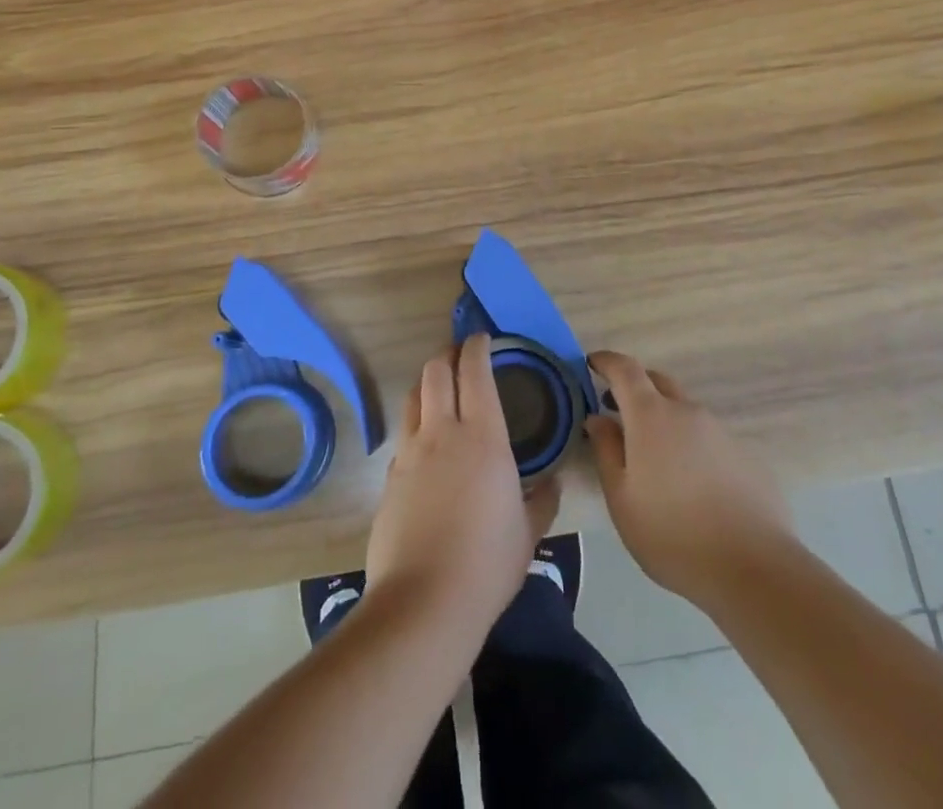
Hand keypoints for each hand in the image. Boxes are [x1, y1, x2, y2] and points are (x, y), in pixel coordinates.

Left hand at [365, 335, 560, 641]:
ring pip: (414, 396)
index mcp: (483, 437)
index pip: (475, 371)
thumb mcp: (528, 533)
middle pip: (436, 371)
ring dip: (428, 382)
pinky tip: (427, 445)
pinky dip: (416, 424)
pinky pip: (404, 435)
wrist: (425, 602)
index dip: (476, 347)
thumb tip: (552, 482)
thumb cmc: (487, 563)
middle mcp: (442, 432)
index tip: (482, 339)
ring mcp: (410, 452)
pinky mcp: (390, 477)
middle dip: (447, 354)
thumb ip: (542, 501)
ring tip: (440, 388)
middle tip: (460, 356)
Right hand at [586, 350, 793, 609]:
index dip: (607, 361)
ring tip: (653, 457)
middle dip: (634, 388)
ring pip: (684, 411)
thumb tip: (597, 418)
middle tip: (616, 410)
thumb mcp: (622, 499)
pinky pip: (707, 437)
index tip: (591, 363)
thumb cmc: (672, 534)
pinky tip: (690, 483)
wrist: (754, 569)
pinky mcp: (744, 454)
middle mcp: (687, 411)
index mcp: (651, 415)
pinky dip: (690, 445)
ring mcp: (720, 431)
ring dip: (663, 420)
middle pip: (657, 382)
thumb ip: (606, 451)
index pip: (625, 369)